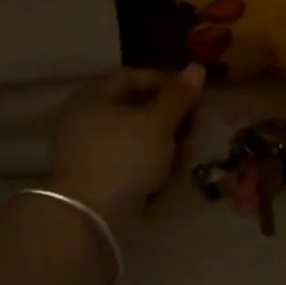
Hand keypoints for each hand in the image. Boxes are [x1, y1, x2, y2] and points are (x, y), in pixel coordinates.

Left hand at [51, 65, 205, 233]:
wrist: (90, 217)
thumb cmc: (124, 156)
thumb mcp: (157, 123)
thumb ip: (178, 96)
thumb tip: (196, 67)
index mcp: (93, 96)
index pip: (135, 77)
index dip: (169, 84)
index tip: (195, 98)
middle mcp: (87, 119)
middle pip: (138, 109)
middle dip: (173, 119)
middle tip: (198, 129)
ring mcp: (91, 151)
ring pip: (138, 139)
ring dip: (167, 145)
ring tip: (185, 160)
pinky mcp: (98, 179)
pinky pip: (130, 163)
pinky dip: (151, 167)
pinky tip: (169, 179)